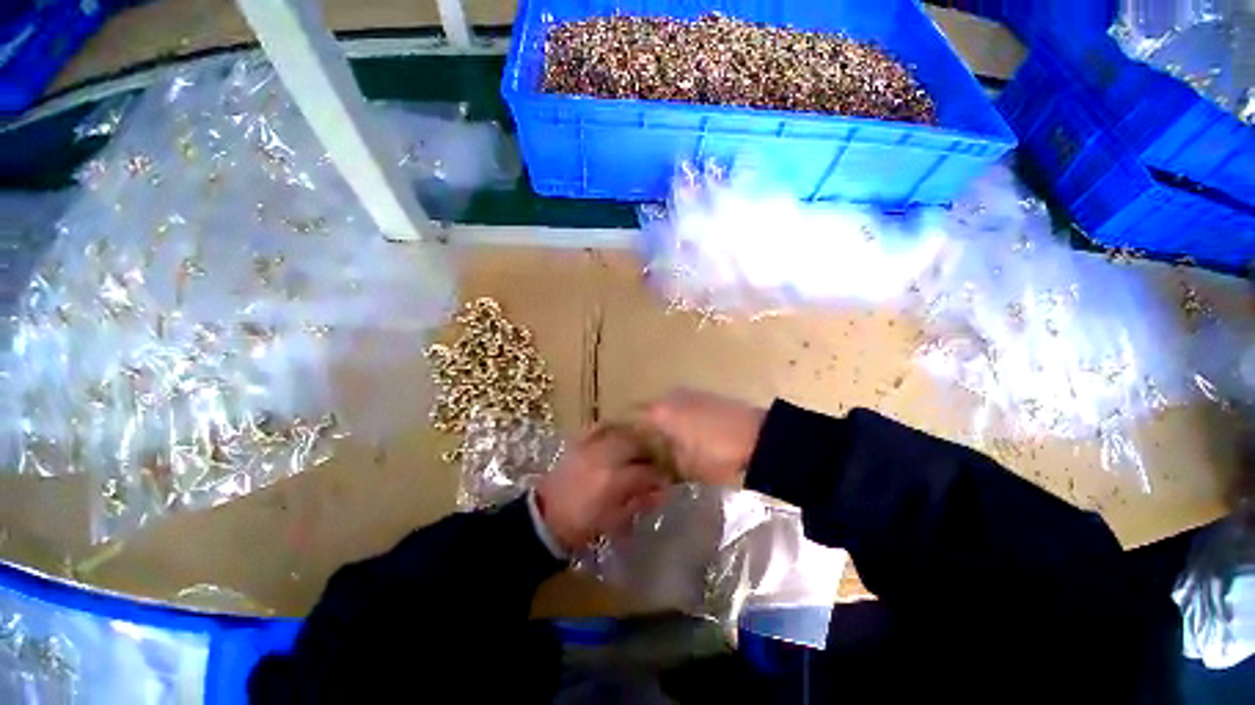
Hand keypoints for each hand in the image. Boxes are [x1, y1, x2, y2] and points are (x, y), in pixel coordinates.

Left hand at [535, 425, 668, 551]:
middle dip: (650, 450)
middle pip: (636, 443)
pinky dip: (613, 427)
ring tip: (640, 446)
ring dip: (634, 437)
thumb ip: (640, 503)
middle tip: (654, 459)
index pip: (646, 471)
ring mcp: (590, 446)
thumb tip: (662, 492)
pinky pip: (600, 427)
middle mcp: (605, 457)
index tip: (665, 479)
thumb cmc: (582, 525)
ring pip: (621, 432)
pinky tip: (620, 432)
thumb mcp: (615, 521)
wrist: (545, 518)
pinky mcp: (579, 442)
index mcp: (615, 481)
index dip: (660, 476)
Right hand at [638, 389, 766, 487]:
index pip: (633, 419)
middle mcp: (670, 396)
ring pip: (668, 408)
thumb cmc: (718, 455)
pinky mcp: (706, 395)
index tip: (629, 450)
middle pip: (650, 412)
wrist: (760, 438)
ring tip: (670, 443)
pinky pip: (685, 406)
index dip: (630, 435)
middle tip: (650, 450)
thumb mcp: (687, 467)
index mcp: (660, 412)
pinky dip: (682, 418)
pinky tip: (689, 434)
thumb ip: (667, 461)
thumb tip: (659, 461)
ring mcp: (689, 393)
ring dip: (666, 423)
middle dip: (649, 429)